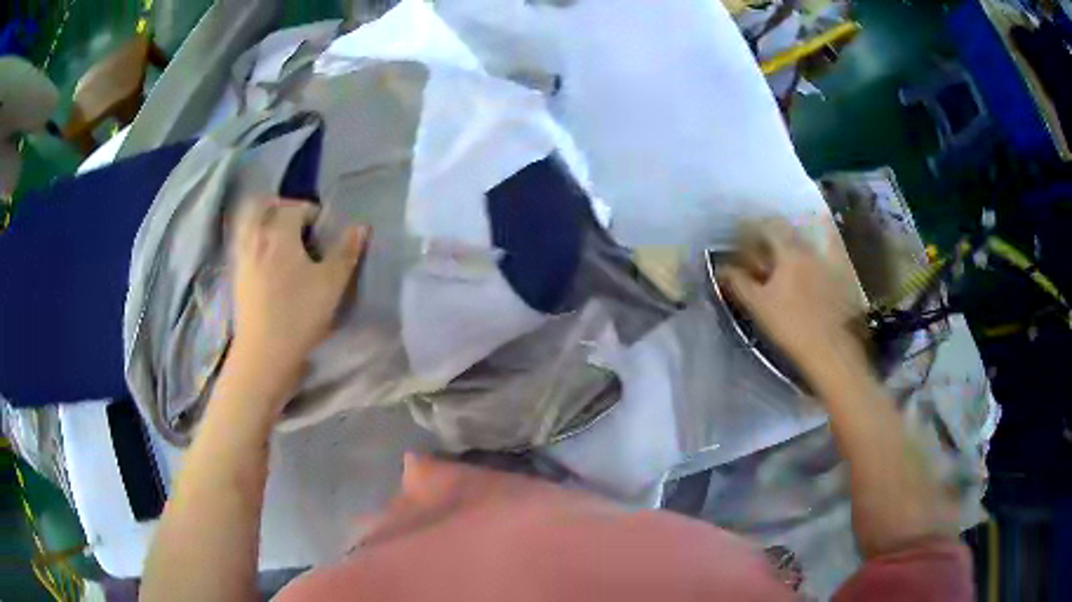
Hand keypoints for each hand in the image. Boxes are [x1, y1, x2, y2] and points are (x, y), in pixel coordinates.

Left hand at [231, 198, 369, 389]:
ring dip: (263, 221)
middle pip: (262, 206)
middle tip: (296, 220)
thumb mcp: (332, 283)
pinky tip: (266, 259)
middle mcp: (256, 237)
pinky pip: (242, 243)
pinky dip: (254, 240)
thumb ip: (346, 251)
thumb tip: (360, 226)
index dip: (312, 213)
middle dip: (280, 206)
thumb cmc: (299, 314)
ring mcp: (242, 256)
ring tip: (280, 237)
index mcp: (280, 232)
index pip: (296, 208)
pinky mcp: (236, 276)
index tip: (324, 230)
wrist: (263, 352)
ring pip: (248, 223)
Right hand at [717, 217, 867, 383]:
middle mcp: (810, 250)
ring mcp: (829, 262)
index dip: (751, 226)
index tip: (740, 234)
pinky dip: (819, 251)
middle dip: (772, 235)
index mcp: (789, 252)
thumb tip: (721, 268)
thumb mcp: (758, 306)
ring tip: (784, 255)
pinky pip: (829, 254)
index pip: (767, 226)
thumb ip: (738, 282)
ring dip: (794, 242)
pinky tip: (812, 262)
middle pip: (788, 231)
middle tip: (760, 247)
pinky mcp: (843, 276)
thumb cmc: (791, 327)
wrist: (830, 349)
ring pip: (808, 241)